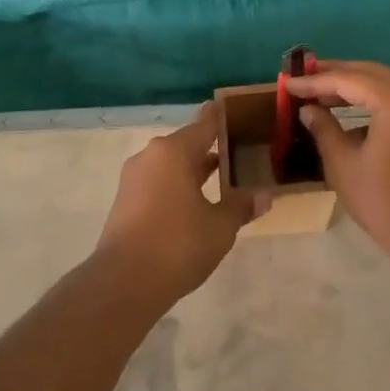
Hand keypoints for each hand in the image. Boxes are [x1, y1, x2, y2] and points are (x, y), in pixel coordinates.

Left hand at [92, 103, 263, 308]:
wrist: (124, 282)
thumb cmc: (178, 244)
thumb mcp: (220, 227)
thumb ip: (241, 206)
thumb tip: (265, 195)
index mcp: (173, 152)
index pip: (203, 124)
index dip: (220, 117)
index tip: (233, 108)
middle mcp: (151, 156)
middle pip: (186, 144)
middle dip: (210, 148)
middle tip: (238, 149)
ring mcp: (134, 178)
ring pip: (171, 165)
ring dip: (193, 169)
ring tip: (222, 176)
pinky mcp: (125, 200)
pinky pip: (158, 182)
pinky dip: (177, 185)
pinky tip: (195, 202)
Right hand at [285, 60, 389, 252]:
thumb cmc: (382, 201)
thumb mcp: (342, 164)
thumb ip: (323, 128)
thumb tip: (308, 109)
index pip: (349, 80)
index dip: (316, 81)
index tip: (288, 83)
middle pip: (371, 74)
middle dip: (336, 74)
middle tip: (304, 77)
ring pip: (385, 84)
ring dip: (354, 85)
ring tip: (320, 91)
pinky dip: (372, 99)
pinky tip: (348, 110)